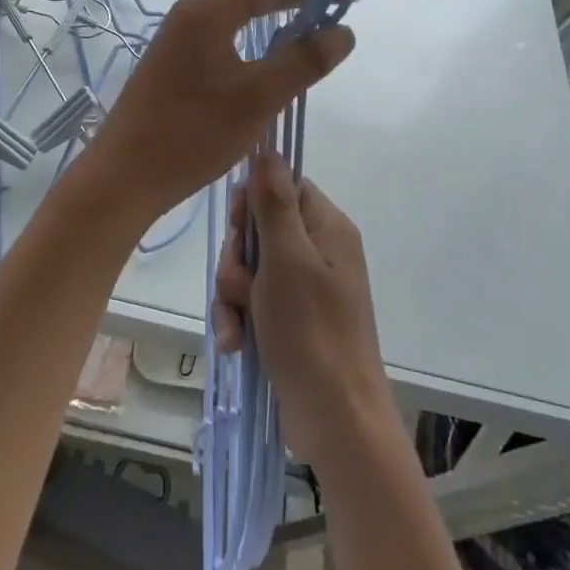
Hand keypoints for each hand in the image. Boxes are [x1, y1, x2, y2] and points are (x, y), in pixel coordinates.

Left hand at [81, 0, 354, 220]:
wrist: (125, 174)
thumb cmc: (192, 133)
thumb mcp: (258, 98)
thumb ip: (303, 62)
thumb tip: (343, 32)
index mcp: (209, 9)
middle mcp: (193, 10)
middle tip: (342, 2)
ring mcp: (182, 33)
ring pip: (240, 8)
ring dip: (279, 9)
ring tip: (318, 22)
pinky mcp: (179, 57)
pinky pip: (228, 29)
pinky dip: (259, 30)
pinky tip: (277, 48)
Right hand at [214, 155, 391, 470]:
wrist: (335, 419)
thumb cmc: (311, 330)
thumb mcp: (287, 259)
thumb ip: (274, 202)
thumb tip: (268, 150)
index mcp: (327, 229)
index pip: (284, 186)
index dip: (253, 201)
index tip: (238, 225)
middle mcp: (318, 253)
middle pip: (260, 229)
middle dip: (238, 258)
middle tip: (241, 283)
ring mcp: (304, 290)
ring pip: (249, 269)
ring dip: (233, 294)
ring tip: (238, 323)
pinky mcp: (290, 322)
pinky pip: (252, 303)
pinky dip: (239, 319)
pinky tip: (236, 342)